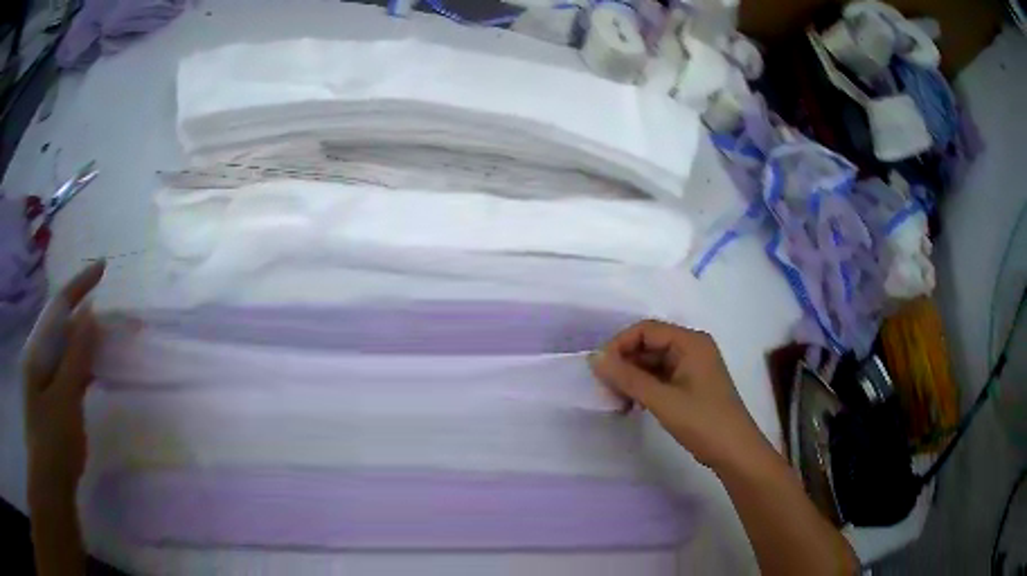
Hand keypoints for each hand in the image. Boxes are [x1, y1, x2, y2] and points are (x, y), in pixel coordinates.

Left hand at [23, 261, 104, 501]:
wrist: (50, 484)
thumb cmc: (53, 441)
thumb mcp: (65, 399)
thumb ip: (76, 356)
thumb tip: (89, 313)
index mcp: (37, 351)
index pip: (59, 307)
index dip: (80, 285)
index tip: (103, 267)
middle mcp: (38, 358)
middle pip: (63, 327)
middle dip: (87, 316)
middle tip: (115, 317)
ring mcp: (45, 380)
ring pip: (67, 350)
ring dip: (87, 342)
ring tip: (109, 341)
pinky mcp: (53, 400)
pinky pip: (69, 372)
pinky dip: (83, 366)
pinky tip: (94, 371)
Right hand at [589, 320, 772, 471]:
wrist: (735, 452)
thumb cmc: (703, 422)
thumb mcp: (662, 400)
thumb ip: (627, 378)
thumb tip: (594, 358)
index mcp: (690, 342)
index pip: (646, 330)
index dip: (619, 345)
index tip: (599, 370)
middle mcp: (692, 348)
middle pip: (649, 345)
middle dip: (625, 364)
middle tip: (605, 389)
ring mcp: (692, 367)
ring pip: (652, 363)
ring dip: (632, 378)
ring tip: (617, 401)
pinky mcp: (690, 385)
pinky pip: (660, 377)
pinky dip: (644, 388)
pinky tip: (632, 405)